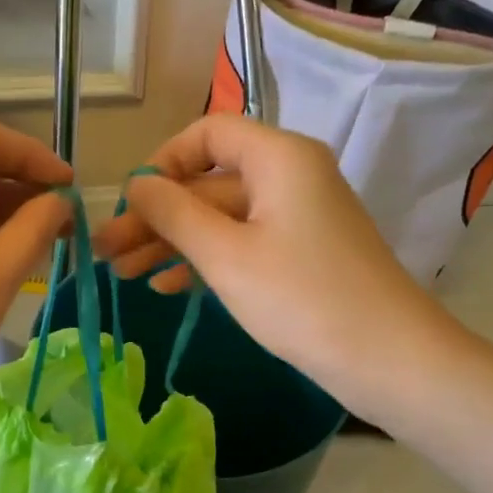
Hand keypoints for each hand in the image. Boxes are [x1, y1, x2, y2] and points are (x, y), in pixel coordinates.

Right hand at [92, 114, 463, 420]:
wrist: (387, 358)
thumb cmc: (301, 298)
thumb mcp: (225, 255)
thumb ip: (173, 214)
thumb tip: (136, 184)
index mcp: (278, 157)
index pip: (207, 133)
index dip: (162, 162)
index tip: (130, 203)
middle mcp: (289, 175)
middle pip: (208, 182)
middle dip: (156, 215)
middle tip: (106, 252)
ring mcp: (296, 217)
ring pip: (220, 218)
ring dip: (172, 242)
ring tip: (123, 274)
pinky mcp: (300, 254)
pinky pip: (241, 243)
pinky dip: (204, 260)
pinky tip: (165, 286)